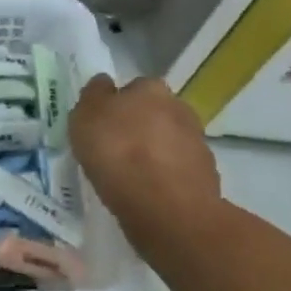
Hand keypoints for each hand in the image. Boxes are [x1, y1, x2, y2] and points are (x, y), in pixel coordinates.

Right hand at [69, 76, 223, 254]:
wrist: (165, 206)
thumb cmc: (117, 152)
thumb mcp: (84, 117)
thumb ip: (93, 96)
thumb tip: (104, 84)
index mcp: (150, 88)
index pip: (132, 87)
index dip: (116, 103)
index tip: (102, 123)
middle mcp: (179, 107)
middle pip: (153, 112)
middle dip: (137, 126)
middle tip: (114, 148)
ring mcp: (197, 142)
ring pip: (168, 141)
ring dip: (153, 151)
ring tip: (129, 174)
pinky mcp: (205, 175)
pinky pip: (177, 169)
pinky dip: (164, 176)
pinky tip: (147, 191)